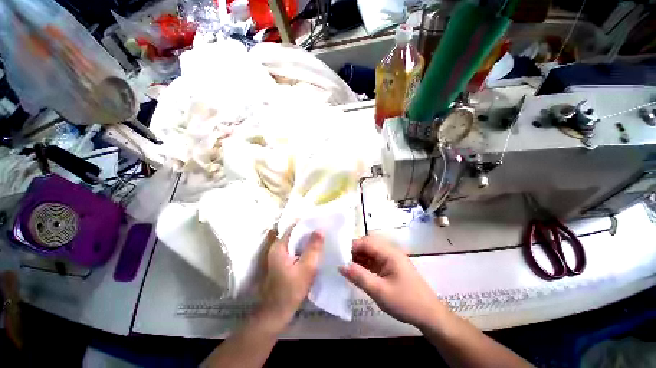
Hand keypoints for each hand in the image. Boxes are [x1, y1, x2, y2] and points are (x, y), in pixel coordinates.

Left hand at [257, 230, 323, 332]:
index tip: (320, 222)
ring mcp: (278, 256)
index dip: (307, 223)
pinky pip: (294, 250)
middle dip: (308, 232)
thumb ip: (313, 248)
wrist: (276, 313)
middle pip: (294, 234)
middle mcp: (277, 248)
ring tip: (321, 239)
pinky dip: (303, 249)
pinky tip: (313, 252)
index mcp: (279, 246)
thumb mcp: (306, 268)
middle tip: (323, 231)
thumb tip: (320, 229)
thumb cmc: (291, 290)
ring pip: (294, 242)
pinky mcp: (281, 263)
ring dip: (306, 241)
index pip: (293, 227)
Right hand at [339, 235, 444, 327]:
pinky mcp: (389, 268)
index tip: (336, 253)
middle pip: (367, 245)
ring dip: (357, 258)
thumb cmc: (406, 302)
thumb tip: (340, 265)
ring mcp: (390, 260)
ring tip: (343, 265)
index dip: (351, 246)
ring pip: (369, 253)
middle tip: (338, 260)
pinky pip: (373, 262)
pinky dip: (363, 265)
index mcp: (389, 253)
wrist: (430, 316)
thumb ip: (359, 277)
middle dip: (353, 251)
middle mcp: (389, 252)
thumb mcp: (379, 291)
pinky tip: (355, 271)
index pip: (366, 242)